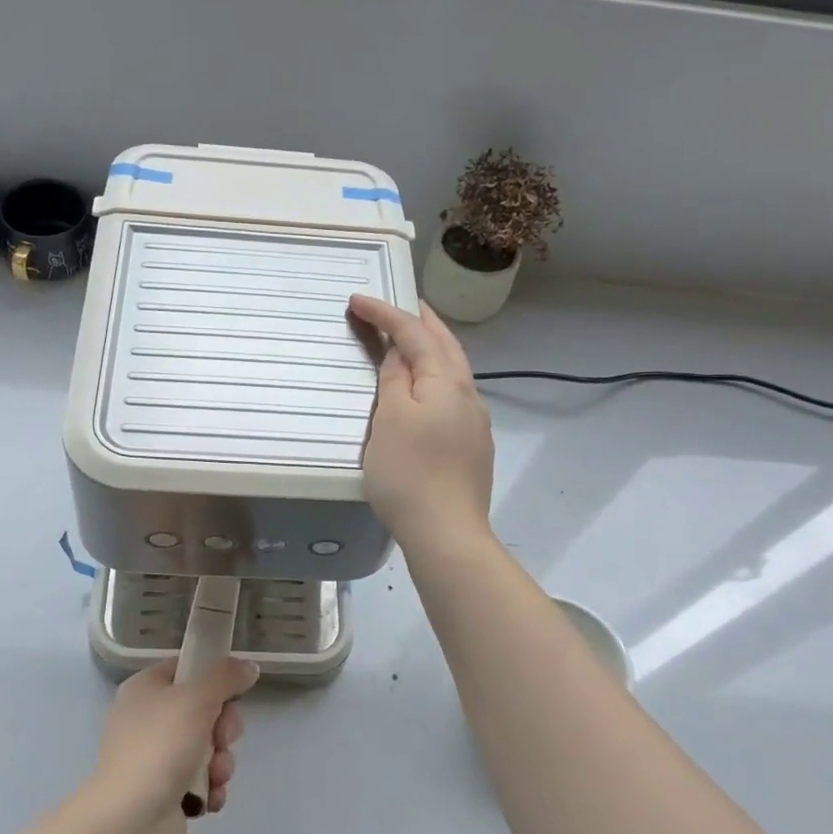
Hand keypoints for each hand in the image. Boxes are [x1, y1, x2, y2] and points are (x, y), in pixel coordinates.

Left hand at [92, 655, 259, 833]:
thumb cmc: (160, 747)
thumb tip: (247, 666)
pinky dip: (211, 788)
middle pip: (204, 709)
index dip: (213, 678)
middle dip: (223, 729)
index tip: (232, 693)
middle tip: (222, 741)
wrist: (131, 824)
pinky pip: (202, 780)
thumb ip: (225, 676)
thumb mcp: (197, 698)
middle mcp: (147, 719)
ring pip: (208, 747)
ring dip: (221, 762)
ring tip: (214, 777)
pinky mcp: (166, 792)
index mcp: (145, 689)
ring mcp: (156, 758)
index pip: (187, 668)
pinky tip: (209, 798)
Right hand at [349, 294, 495, 550]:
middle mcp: (468, 396)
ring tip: (413, 340)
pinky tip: (425, 391)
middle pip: (446, 347)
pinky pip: (453, 397)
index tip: (357, 300)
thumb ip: (394, 380)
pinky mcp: (472, 448)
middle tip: (403, 303)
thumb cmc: (409, 473)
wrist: (446, 533)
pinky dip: (436, 378)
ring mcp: (475, 424)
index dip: (386, 314)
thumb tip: (398, 353)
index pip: (415, 334)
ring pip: (454, 372)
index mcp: (447, 383)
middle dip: (423, 321)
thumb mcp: (390, 419)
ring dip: (433, 349)